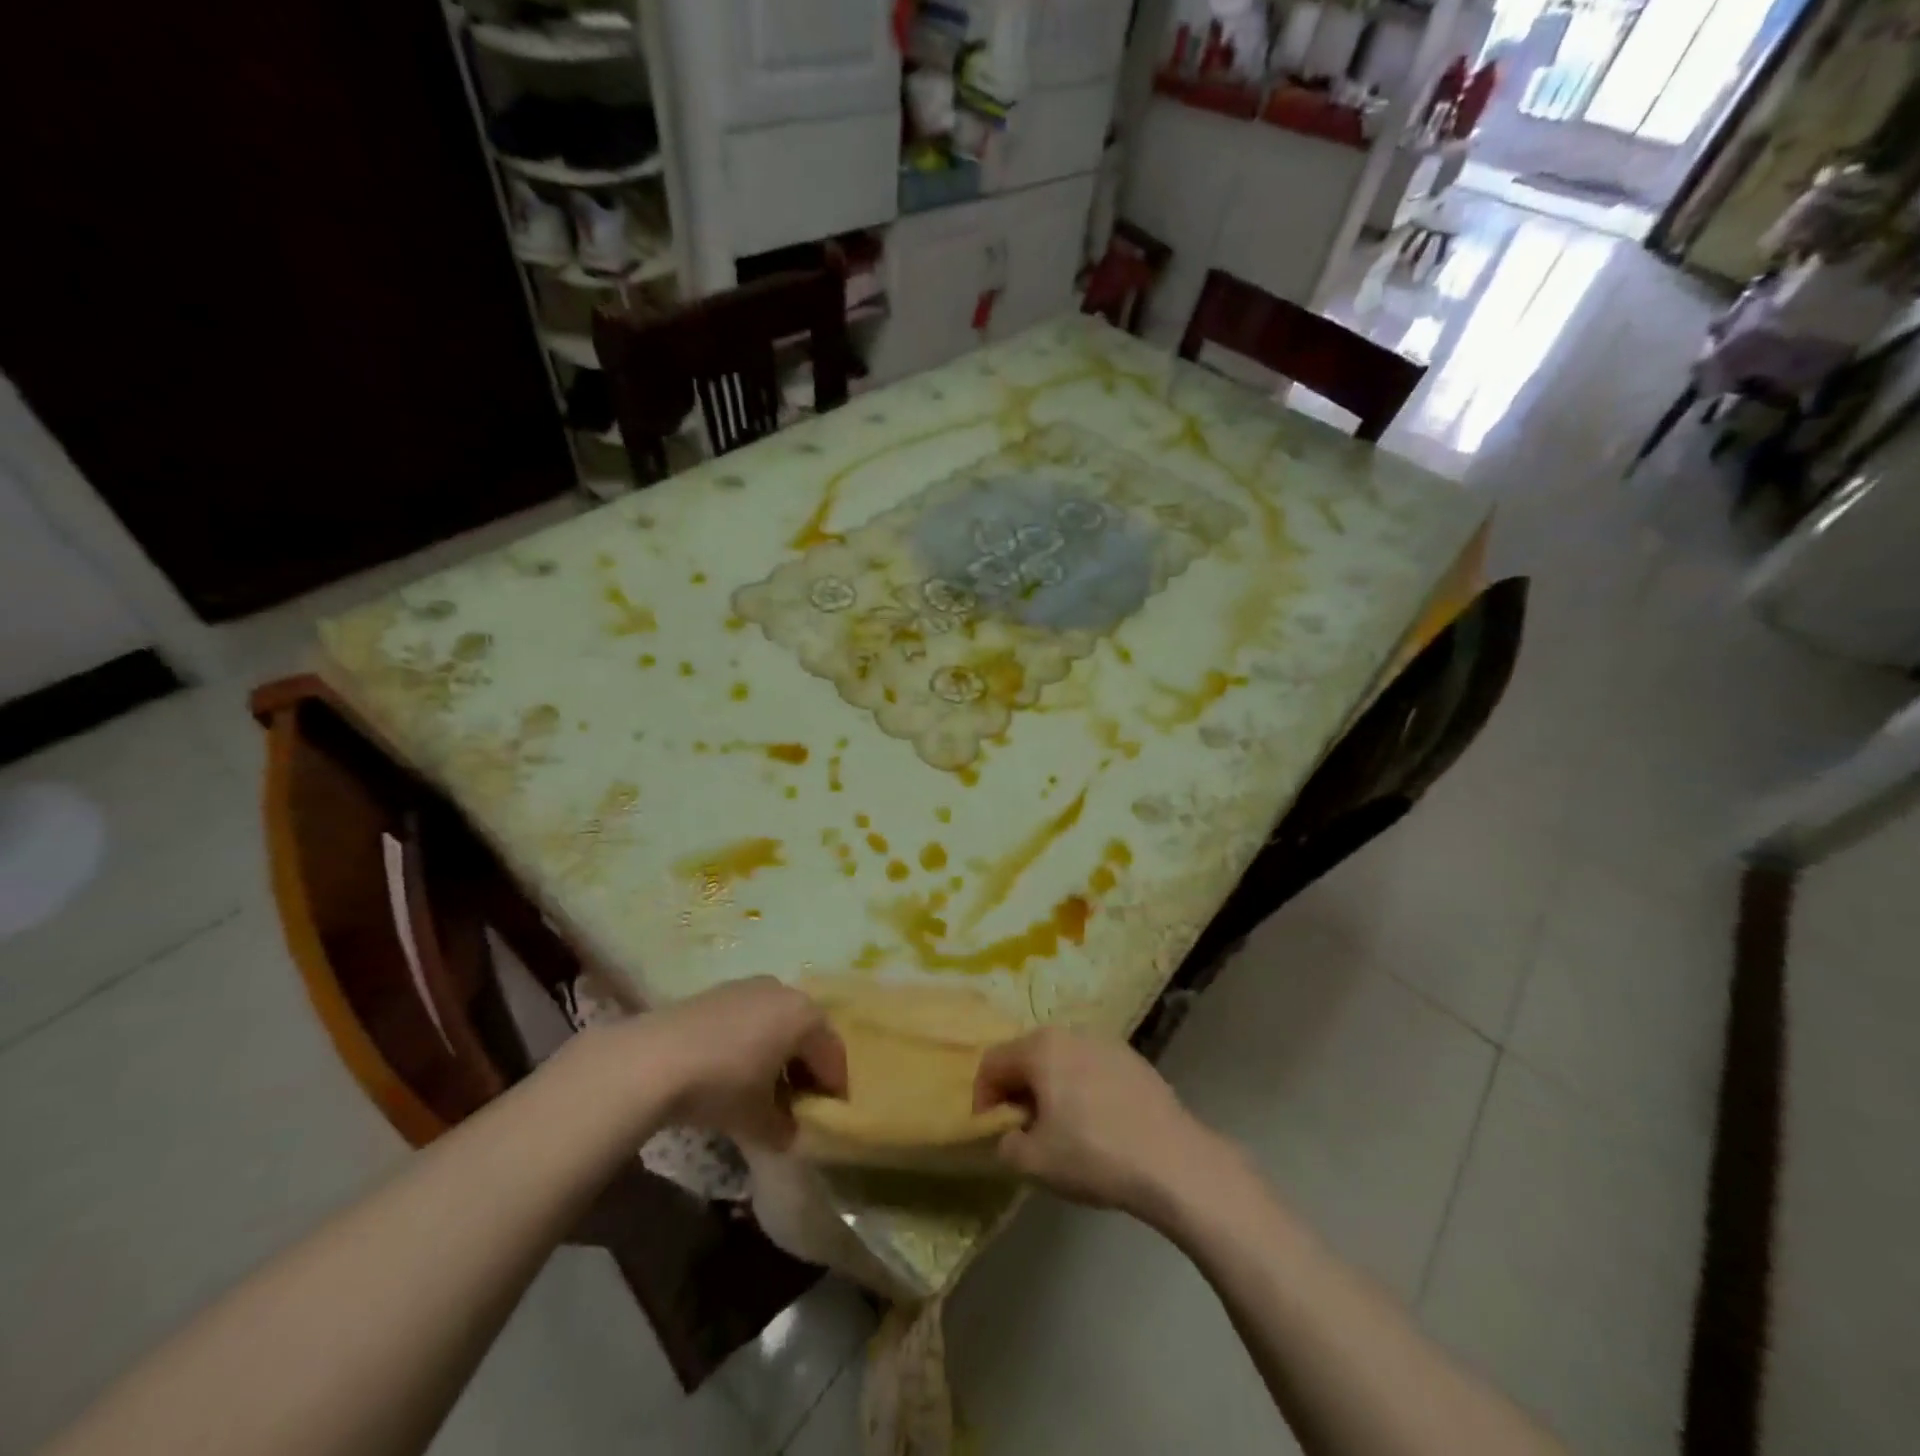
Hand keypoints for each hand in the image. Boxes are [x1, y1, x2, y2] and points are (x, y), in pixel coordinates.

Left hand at [636, 978, 846, 1148]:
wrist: (653, 1059)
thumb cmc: (722, 1084)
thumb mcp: (758, 1119)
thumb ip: (783, 1128)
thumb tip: (791, 1134)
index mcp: (805, 1016)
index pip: (832, 1053)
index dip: (835, 1086)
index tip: (831, 1113)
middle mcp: (783, 992)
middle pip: (807, 1033)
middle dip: (806, 1067)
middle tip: (800, 1101)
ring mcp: (749, 987)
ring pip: (777, 1022)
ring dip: (779, 1053)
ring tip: (766, 1087)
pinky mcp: (718, 992)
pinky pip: (751, 1017)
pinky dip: (754, 1041)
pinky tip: (736, 1069)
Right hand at [974, 1028, 1217, 1222]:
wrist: (1173, 1161)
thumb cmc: (1094, 1155)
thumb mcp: (1034, 1162)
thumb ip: (1006, 1144)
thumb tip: (1011, 1134)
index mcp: (1040, 1048)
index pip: (993, 1062)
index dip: (983, 1097)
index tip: (992, 1131)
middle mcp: (1070, 1034)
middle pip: (1028, 1056)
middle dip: (1018, 1090)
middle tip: (1023, 1129)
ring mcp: (1106, 1043)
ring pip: (1062, 1061)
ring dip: (1051, 1088)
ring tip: (1062, 1129)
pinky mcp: (1134, 1060)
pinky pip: (1092, 1069)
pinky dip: (1082, 1089)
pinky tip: (1098, 1125)